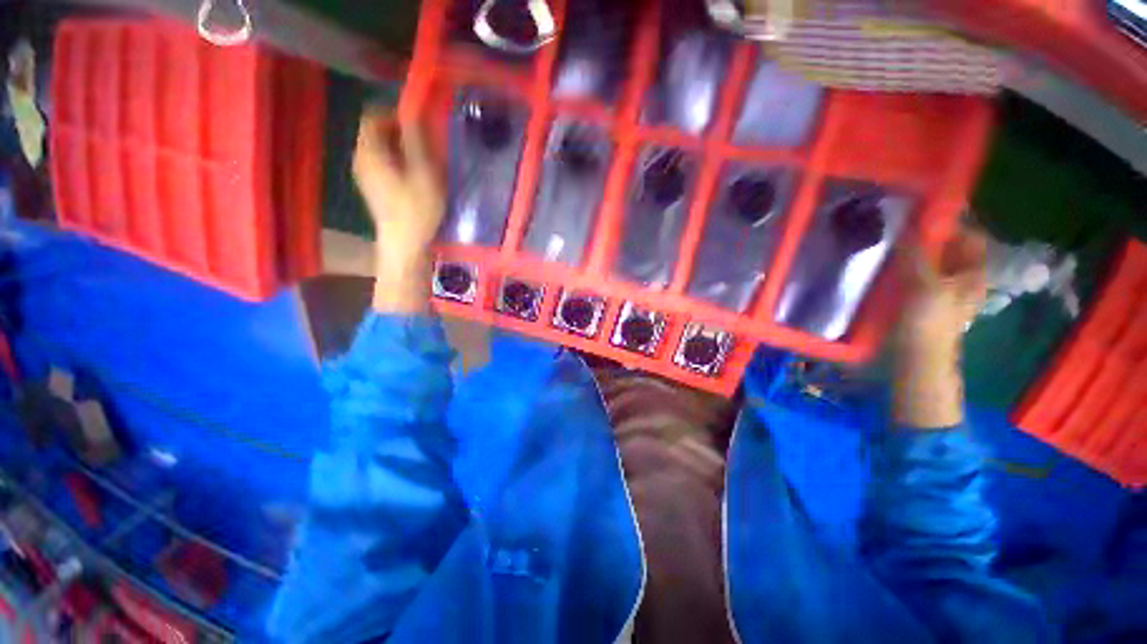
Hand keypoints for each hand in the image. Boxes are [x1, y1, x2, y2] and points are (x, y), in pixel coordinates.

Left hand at [353, 109, 443, 312]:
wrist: (404, 244)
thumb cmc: (416, 209)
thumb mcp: (424, 171)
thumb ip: (418, 139)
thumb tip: (414, 111)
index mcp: (370, 150)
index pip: (374, 116)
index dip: (396, 114)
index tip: (420, 125)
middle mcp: (361, 158)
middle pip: (376, 132)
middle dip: (401, 132)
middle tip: (426, 146)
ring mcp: (365, 175)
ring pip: (381, 149)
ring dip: (401, 149)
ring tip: (423, 164)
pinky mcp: (373, 189)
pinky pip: (383, 164)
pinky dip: (398, 163)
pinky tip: (414, 179)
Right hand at [896, 227, 988, 354]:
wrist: (919, 357)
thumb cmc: (928, 321)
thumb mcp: (923, 285)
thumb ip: (916, 255)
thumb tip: (906, 226)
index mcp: (974, 273)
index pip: (971, 237)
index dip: (952, 224)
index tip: (925, 215)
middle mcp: (965, 279)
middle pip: (952, 249)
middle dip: (931, 237)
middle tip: (904, 228)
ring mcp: (947, 291)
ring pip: (936, 263)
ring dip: (918, 253)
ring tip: (895, 245)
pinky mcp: (928, 302)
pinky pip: (922, 276)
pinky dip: (911, 268)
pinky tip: (893, 268)